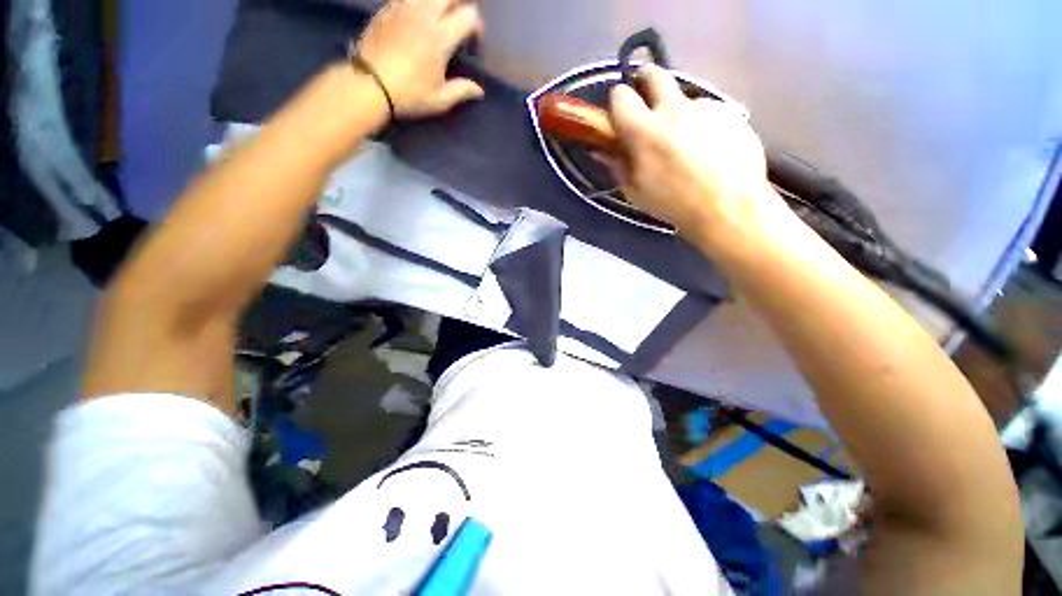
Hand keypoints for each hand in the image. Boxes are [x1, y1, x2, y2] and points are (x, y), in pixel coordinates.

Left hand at [355, 0, 484, 118]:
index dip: (477, 28)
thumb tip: (479, 90)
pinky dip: (418, 4)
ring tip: (439, 19)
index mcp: (440, 37)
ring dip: (439, 4)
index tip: (473, 46)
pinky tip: (416, 20)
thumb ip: (461, 91)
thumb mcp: (439, 100)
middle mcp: (424, 15)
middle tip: (459, 24)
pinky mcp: (387, 8)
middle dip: (460, 6)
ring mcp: (403, 8)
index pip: (469, 16)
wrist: (369, 85)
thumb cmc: (409, 95)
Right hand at [608, 66, 782, 237]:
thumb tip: (603, 149)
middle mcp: (674, 109)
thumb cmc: (674, 204)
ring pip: (684, 96)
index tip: (620, 114)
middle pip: (654, 74)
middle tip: (646, 102)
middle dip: (645, 81)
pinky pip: (708, 110)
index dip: (617, 101)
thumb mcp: (635, 191)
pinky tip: (709, 147)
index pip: (620, 96)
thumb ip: (618, 165)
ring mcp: (705, 106)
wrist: (728, 206)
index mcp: (645, 131)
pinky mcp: (729, 111)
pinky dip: (702, 123)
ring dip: (677, 112)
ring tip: (686, 142)